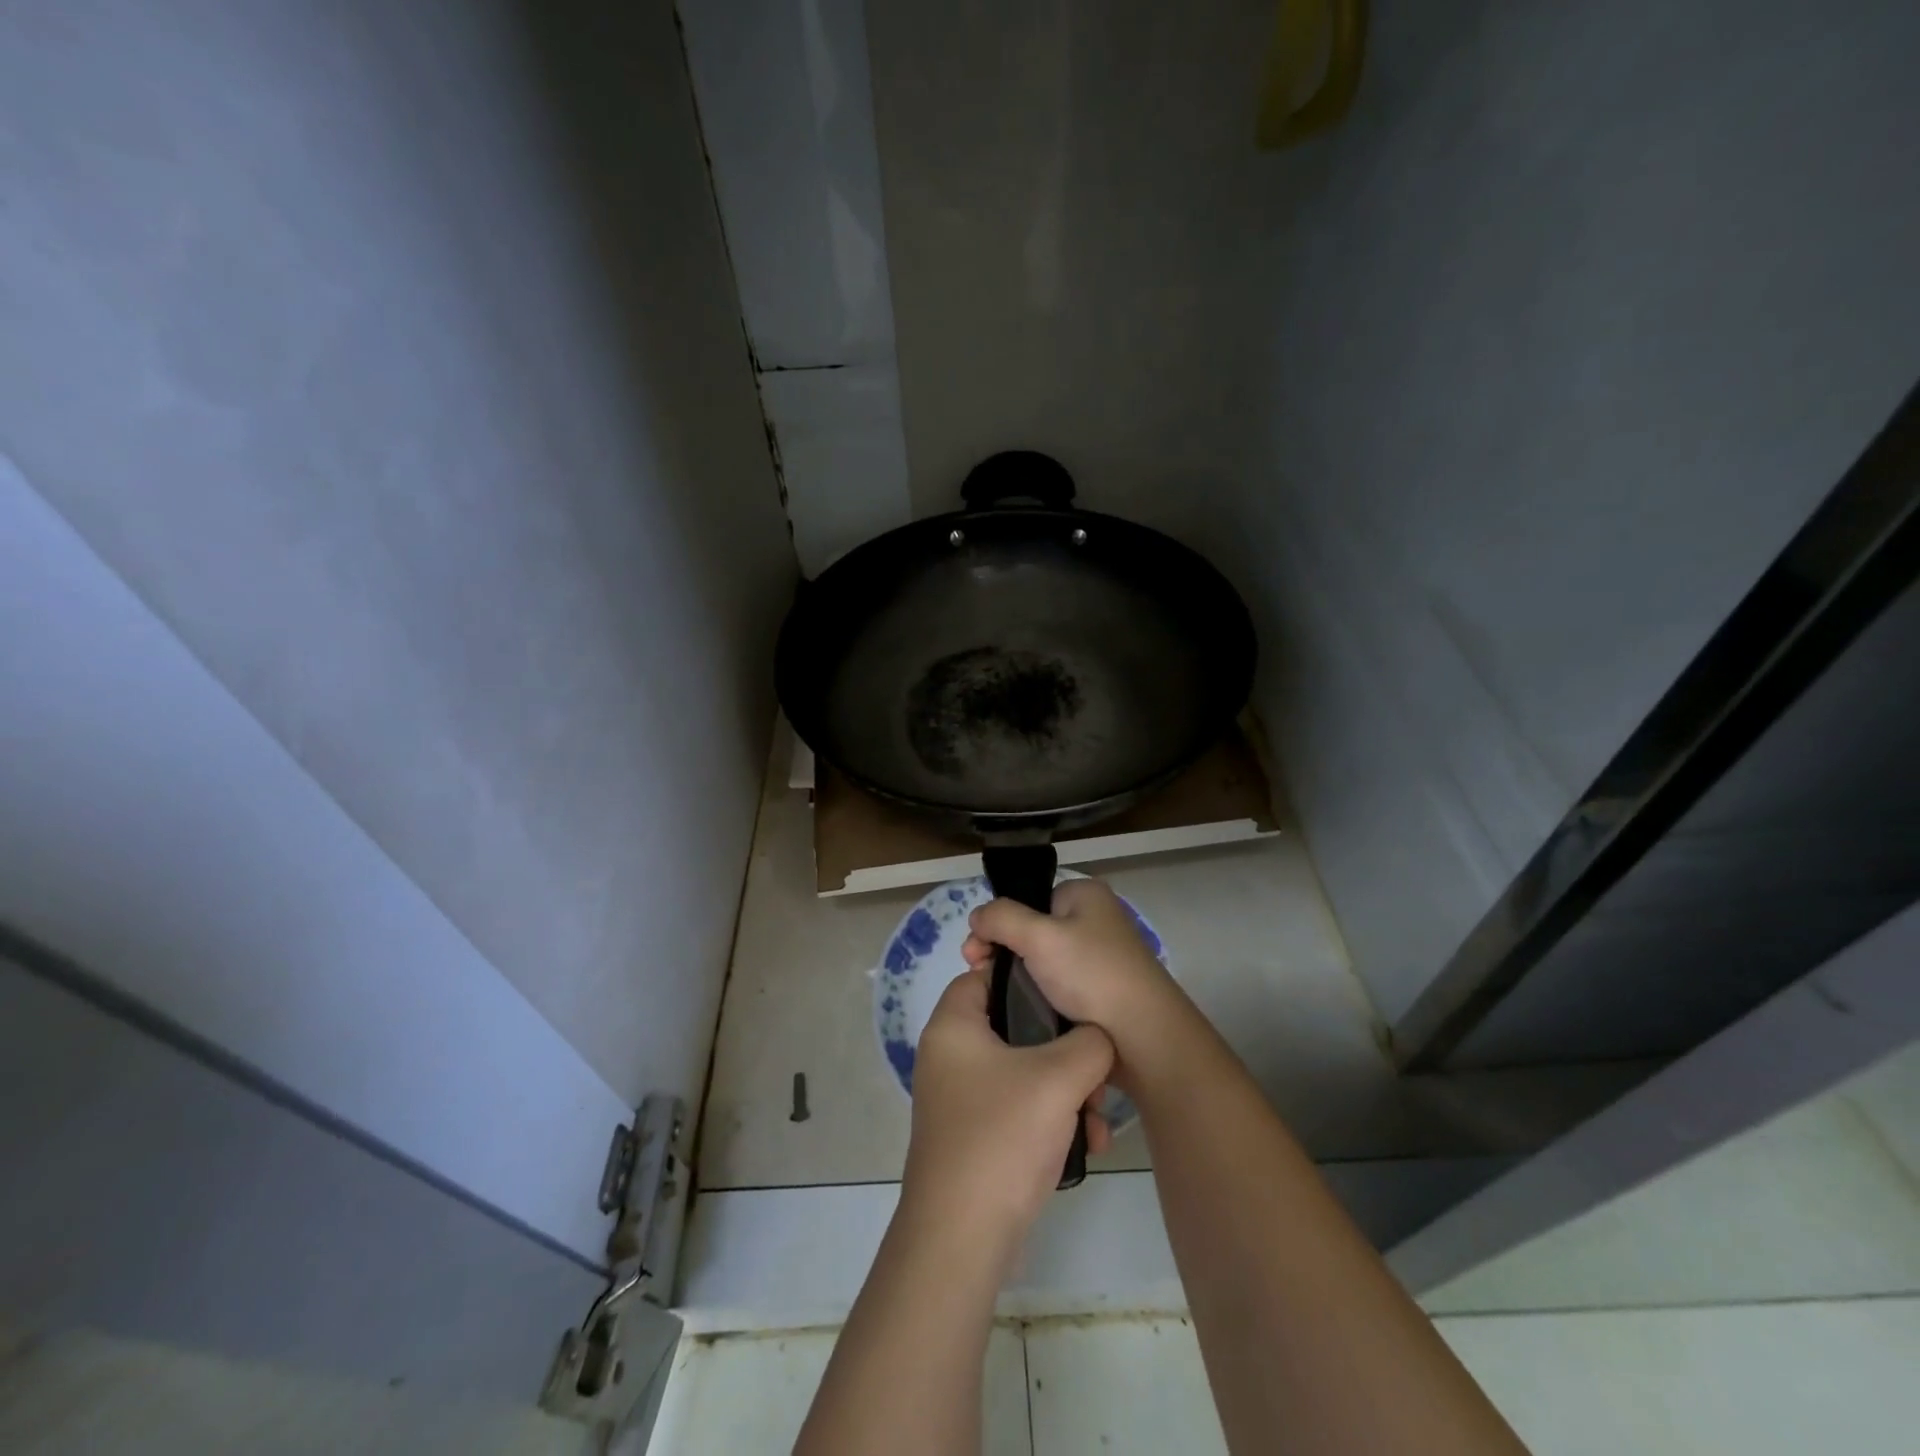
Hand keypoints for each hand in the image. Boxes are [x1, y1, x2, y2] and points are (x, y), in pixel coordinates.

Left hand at [901, 967, 1114, 1260]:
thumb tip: (1096, 1039)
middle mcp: (950, 1055)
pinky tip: (1087, 1145)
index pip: (986, 975)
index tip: (1069, 995)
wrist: (962, 1239)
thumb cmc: (1002, 1138)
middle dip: (1064, 1050)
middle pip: (1015, 1027)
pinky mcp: (975, 1135)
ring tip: (1098, 1121)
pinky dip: (1051, 1119)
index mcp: (954, 1026)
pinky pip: (1019, 1108)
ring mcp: (961, 1098)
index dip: (1027, 978)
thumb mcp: (1058, 1078)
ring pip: (1025, 1072)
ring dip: (1067, 1091)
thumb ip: (1090, 1043)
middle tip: (1095, 1074)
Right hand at [962, 878, 1185, 1083]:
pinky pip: (1058, 986)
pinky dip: (1039, 996)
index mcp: (1085, 895)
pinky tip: (1025, 1012)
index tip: (974, 955)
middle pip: (1031, 929)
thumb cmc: (1092, 976)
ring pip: (1042, 961)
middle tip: (981, 977)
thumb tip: (977, 917)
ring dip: (1019, 978)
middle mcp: (1095, 919)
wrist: (1144, 1039)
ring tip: (998, 998)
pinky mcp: (1101, 990)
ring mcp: (1100, 956)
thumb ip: (1001, 918)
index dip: (997, 924)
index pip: (1028, 900)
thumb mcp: (1039, 936)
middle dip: (1002, 952)